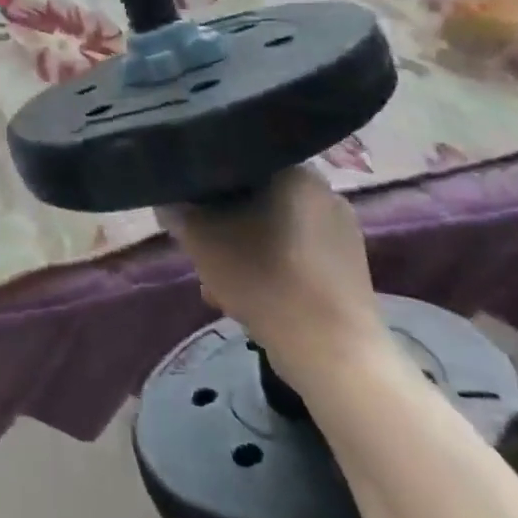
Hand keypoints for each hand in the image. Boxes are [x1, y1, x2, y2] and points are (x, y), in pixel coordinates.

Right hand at [161, 166, 389, 387]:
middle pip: (254, 199)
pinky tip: (251, 300)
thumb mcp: (200, 239)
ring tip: (221, 287)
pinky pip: (296, 255)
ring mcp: (342, 232)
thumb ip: (177, 211)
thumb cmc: (264, 279)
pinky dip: (271, 270)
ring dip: (243, 251)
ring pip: (273, 230)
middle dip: (224, 226)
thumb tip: (168, 200)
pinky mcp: (350, 269)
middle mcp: (325, 191)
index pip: (237, 163)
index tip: (188, 210)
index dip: (206, 185)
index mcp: (295, 171)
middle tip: (201, 254)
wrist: (333, 353)